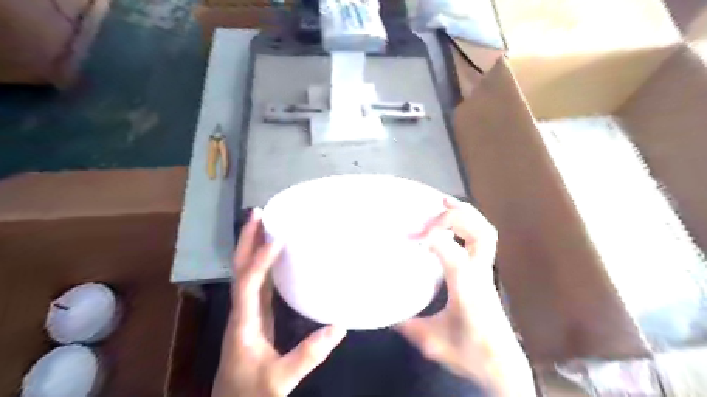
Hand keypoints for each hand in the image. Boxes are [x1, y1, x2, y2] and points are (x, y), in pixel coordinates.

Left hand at [214, 210, 349, 394]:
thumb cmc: (251, 395)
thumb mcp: (280, 381)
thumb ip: (307, 356)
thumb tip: (338, 326)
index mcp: (243, 323)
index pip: (247, 283)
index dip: (261, 259)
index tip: (279, 238)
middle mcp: (240, 310)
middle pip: (239, 268)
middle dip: (247, 239)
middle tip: (258, 213)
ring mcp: (246, 312)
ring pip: (246, 272)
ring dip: (254, 247)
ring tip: (266, 224)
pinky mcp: (255, 316)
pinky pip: (257, 282)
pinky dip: (264, 264)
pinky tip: (275, 255)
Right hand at [397, 199, 536, 396]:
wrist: (504, 368)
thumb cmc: (470, 354)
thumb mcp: (431, 342)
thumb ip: (406, 325)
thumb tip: (385, 313)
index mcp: (466, 287)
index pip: (452, 250)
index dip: (431, 236)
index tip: (409, 236)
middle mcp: (479, 273)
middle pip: (480, 232)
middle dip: (457, 214)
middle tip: (435, 204)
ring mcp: (486, 272)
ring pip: (485, 233)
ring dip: (466, 215)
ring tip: (444, 205)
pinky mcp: (485, 275)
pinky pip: (480, 241)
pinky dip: (467, 226)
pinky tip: (450, 229)